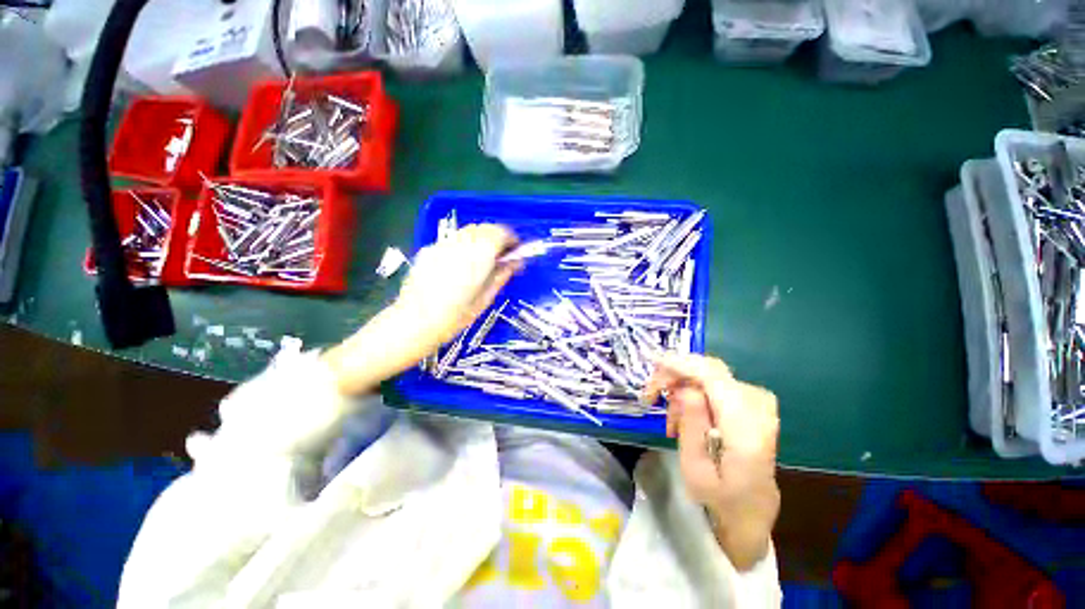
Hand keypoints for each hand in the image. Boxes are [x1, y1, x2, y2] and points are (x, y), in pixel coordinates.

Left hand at [394, 223, 520, 350]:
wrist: (414, 322)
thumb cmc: (455, 316)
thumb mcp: (485, 298)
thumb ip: (502, 275)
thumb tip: (516, 262)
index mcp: (479, 255)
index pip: (500, 233)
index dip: (512, 239)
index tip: (516, 251)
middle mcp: (461, 243)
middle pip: (485, 228)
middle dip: (497, 237)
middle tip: (501, 256)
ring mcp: (442, 244)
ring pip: (468, 231)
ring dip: (481, 239)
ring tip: (482, 259)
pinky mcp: (429, 249)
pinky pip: (453, 240)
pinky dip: (464, 245)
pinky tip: (461, 264)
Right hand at [643, 354, 779, 570]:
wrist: (751, 509)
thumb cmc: (719, 497)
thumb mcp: (695, 470)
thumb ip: (692, 426)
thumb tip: (685, 388)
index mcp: (747, 430)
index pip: (714, 377)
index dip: (681, 364)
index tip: (652, 365)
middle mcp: (759, 408)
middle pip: (710, 369)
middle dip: (675, 374)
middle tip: (651, 394)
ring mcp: (759, 402)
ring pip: (709, 374)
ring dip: (682, 388)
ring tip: (669, 419)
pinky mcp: (752, 401)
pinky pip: (715, 383)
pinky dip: (693, 391)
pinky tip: (684, 414)